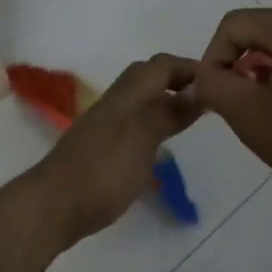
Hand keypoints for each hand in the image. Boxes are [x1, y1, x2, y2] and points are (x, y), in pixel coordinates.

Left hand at [23, 55, 201, 245]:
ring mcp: (103, 126)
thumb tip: (198, 89)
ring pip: (138, 100)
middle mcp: (114, 104)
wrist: (53, 206)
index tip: (218, 83)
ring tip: (189, 120)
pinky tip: (159, 145)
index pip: (161, 65)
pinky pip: (131, 123)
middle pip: (147, 77)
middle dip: (176, 81)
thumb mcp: (143, 138)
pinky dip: (151, 123)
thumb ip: (169, 112)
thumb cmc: (103, 171)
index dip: (189, 68)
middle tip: (205, 100)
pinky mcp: (99, 148)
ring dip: (163, 101)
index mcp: (126, 96)